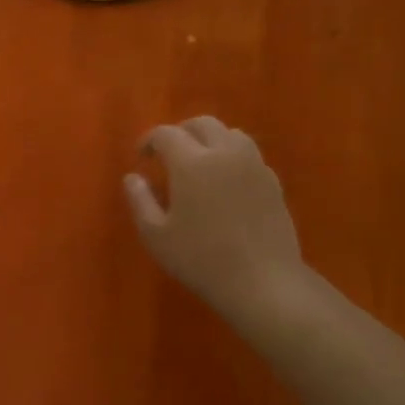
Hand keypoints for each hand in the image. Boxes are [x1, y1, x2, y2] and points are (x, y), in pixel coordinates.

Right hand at [124, 117, 309, 332]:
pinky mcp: (272, 181)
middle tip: (168, 153)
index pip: (166, 134)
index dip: (149, 140)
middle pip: (202, 124)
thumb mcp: (157, 236)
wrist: (262, 281)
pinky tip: (225, 181)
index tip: (141, 155)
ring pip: (230, 134)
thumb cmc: (201, 260)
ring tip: (199, 162)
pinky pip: (249, 154)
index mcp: (191, 162)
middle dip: (181, 132)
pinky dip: (232, 156)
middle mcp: (224, 153)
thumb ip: (140, 201)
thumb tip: (132, 177)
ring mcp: (253, 164)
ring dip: (210, 139)